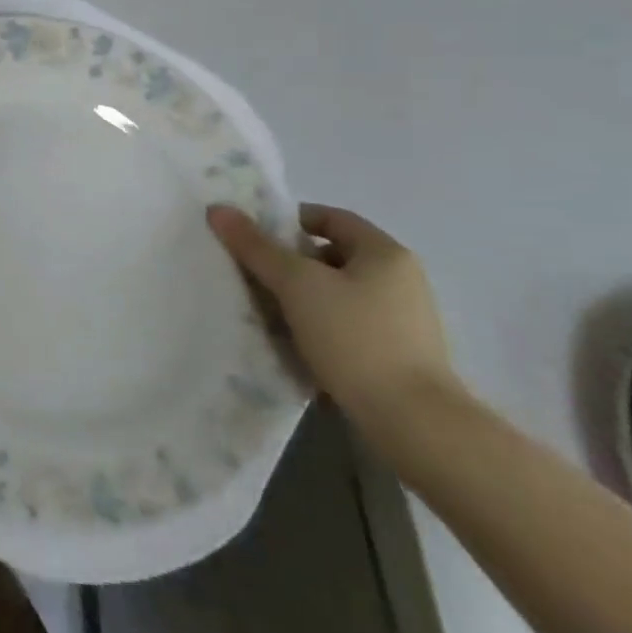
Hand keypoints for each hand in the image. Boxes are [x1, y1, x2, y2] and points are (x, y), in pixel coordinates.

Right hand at [207, 203, 461, 432]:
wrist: (413, 422)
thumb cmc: (355, 338)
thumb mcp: (297, 285)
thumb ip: (256, 246)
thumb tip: (218, 209)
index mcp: (385, 253)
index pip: (331, 217)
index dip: (289, 220)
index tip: (254, 237)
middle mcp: (401, 280)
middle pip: (332, 255)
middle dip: (289, 262)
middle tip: (252, 274)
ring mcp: (403, 319)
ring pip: (337, 292)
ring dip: (300, 297)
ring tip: (264, 311)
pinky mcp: (397, 354)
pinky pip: (347, 324)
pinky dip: (318, 325)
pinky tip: (293, 342)